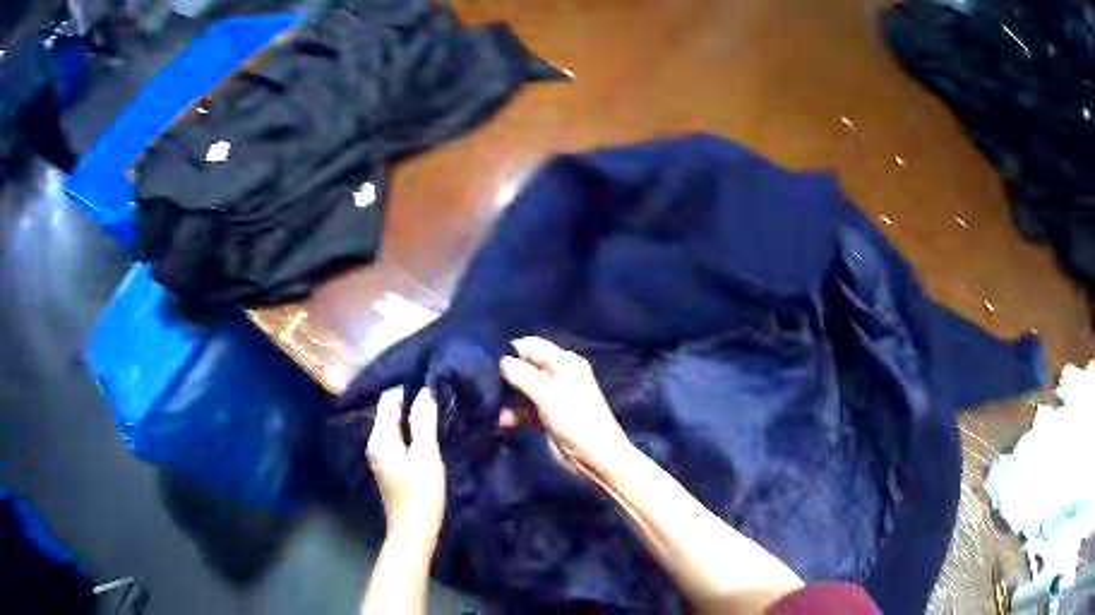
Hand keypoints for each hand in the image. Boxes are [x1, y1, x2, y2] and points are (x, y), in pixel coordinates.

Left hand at [366, 387, 445, 546]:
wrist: (413, 532)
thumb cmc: (421, 494)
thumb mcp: (426, 456)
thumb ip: (424, 422)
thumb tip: (426, 391)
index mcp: (380, 437)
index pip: (389, 398)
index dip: (409, 388)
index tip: (433, 382)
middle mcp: (375, 442)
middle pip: (390, 410)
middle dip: (412, 401)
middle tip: (439, 394)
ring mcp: (381, 455)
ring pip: (395, 424)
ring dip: (413, 417)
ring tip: (438, 409)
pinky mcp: (390, 466)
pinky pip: (399, 438)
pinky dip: (412, 431)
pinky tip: (429, 431)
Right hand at [499, 337, 634, 481]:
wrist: (596, 457)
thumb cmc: (575, 421)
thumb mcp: (548, 395)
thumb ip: (523, 375)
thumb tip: (501, 360)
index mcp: (565, 362)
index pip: (532, 346)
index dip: (511, 351)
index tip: (487, 362)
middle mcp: (559, 375)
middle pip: (526, 367)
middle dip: (506, 376)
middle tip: (483, 386)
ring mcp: (554, 396)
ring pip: (523, 390)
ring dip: (507, 399)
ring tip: (489, 409)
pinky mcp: (549, 416)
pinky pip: (526, 409)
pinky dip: (514, 414)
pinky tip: (499, 423)